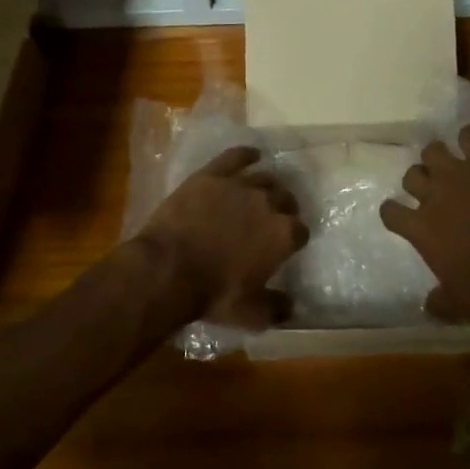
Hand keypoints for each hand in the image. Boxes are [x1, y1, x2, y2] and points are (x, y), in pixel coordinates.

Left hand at [137, 146, 307, 329]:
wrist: (169, 268)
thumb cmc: (213, 294)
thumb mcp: (250, 314)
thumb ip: (276, 308)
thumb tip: (292, 306)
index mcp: (283, 234)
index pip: (300, 231)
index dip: (294, 239)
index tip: (286, 246)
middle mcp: (268, 203)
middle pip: (286, 198)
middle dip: (284, 208)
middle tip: (272, 219)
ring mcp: (240, 185)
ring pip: (264, 178)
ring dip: (268, 186)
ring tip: (262, 193)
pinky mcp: (212, 175)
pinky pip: (235, 156)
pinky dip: (246, 154)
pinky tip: (252, 155)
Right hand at [380, 126, 469, 320]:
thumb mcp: (459, 304)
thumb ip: (439, 302)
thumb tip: (427, 306)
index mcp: (420, 228)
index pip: (390, 211)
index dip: (394, 212)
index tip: (402, 215)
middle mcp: (432, 194)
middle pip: (412, 175)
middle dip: (420, 181)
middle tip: (435, 190)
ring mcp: (458, 172)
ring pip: (433, 150)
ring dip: (439, 158)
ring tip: (452, 165)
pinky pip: (468, 135)